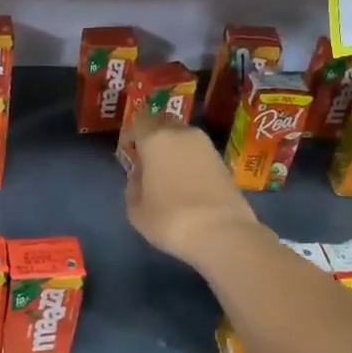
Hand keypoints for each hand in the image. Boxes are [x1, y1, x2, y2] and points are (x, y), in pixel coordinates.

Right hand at [120, 113, 266, 272]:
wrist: (222, 233)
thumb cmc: (170, 219)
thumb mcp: (136, 209)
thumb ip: (133, 186)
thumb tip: (141, 176)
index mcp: (155, 139)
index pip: (139, 120)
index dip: (132, 133)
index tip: (129, 151)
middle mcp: (182, 133)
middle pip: (163, 123)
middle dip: (154, 137)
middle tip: (148, 160)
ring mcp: (206, 145)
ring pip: (183, 137)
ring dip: (174, 148)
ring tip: (169, 173)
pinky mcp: (223, 160)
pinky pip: (198, 152)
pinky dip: (190, 160)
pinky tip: (187, 182)